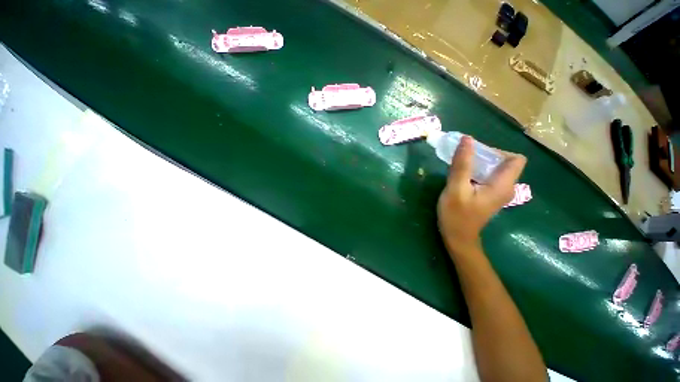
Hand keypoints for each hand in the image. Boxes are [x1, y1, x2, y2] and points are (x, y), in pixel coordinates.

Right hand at [437, 135, 525, 255]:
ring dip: (478, 164)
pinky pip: (488, 177)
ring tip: (459, 167)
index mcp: (503, 185)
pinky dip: (476, 172)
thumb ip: (462, 164)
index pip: (515, 158)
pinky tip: (461, 177)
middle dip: (484, 156)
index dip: (497, 151)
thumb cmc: (456, 215)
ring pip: (495, 170)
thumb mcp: (456, 188)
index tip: (475, 154)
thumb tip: (467, 139)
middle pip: (504, 162)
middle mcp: (506, 188)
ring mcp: (498, 193)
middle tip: (462, 159)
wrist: (457, 237)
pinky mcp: (489, 196)